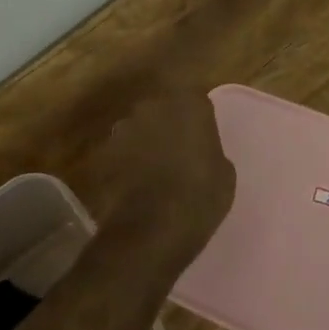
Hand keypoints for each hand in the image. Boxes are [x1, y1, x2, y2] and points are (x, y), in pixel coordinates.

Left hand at [92, 91, 236, 274]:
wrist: (151, 230)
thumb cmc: (200, 197)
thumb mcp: (224, 172)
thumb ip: (210, 149)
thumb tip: (200, 150)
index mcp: (190, 105)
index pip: (195, 99)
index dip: (197, 117)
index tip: (201, 136)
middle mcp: (154, 107)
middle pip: (162, 108)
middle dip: (168, 124)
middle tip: (178, 151)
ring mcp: (125, 129)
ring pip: (139, 128)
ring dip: (145, 141)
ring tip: (154, 170)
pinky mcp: (104, 153)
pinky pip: (121, 152)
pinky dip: (126, 163)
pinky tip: (135, 185)